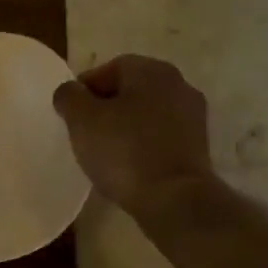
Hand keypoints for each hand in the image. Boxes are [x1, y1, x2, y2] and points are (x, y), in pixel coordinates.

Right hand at [53, 55, 217, 220]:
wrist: (174, 199)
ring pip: (147, 114)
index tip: (70, 114)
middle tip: (84, 133)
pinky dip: (142, 145)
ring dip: (125, 127)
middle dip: (105, 108)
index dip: (85, 89)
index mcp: (152, 71)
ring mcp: (193, 116)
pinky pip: (160, 136)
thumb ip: (69, 97)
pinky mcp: (198, 146)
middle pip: (130, 90)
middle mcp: (178, 85)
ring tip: (104, 152)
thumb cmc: (124, 151)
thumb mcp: (82, 120)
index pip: (110, 68)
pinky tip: (128, 166)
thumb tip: (70, 91)